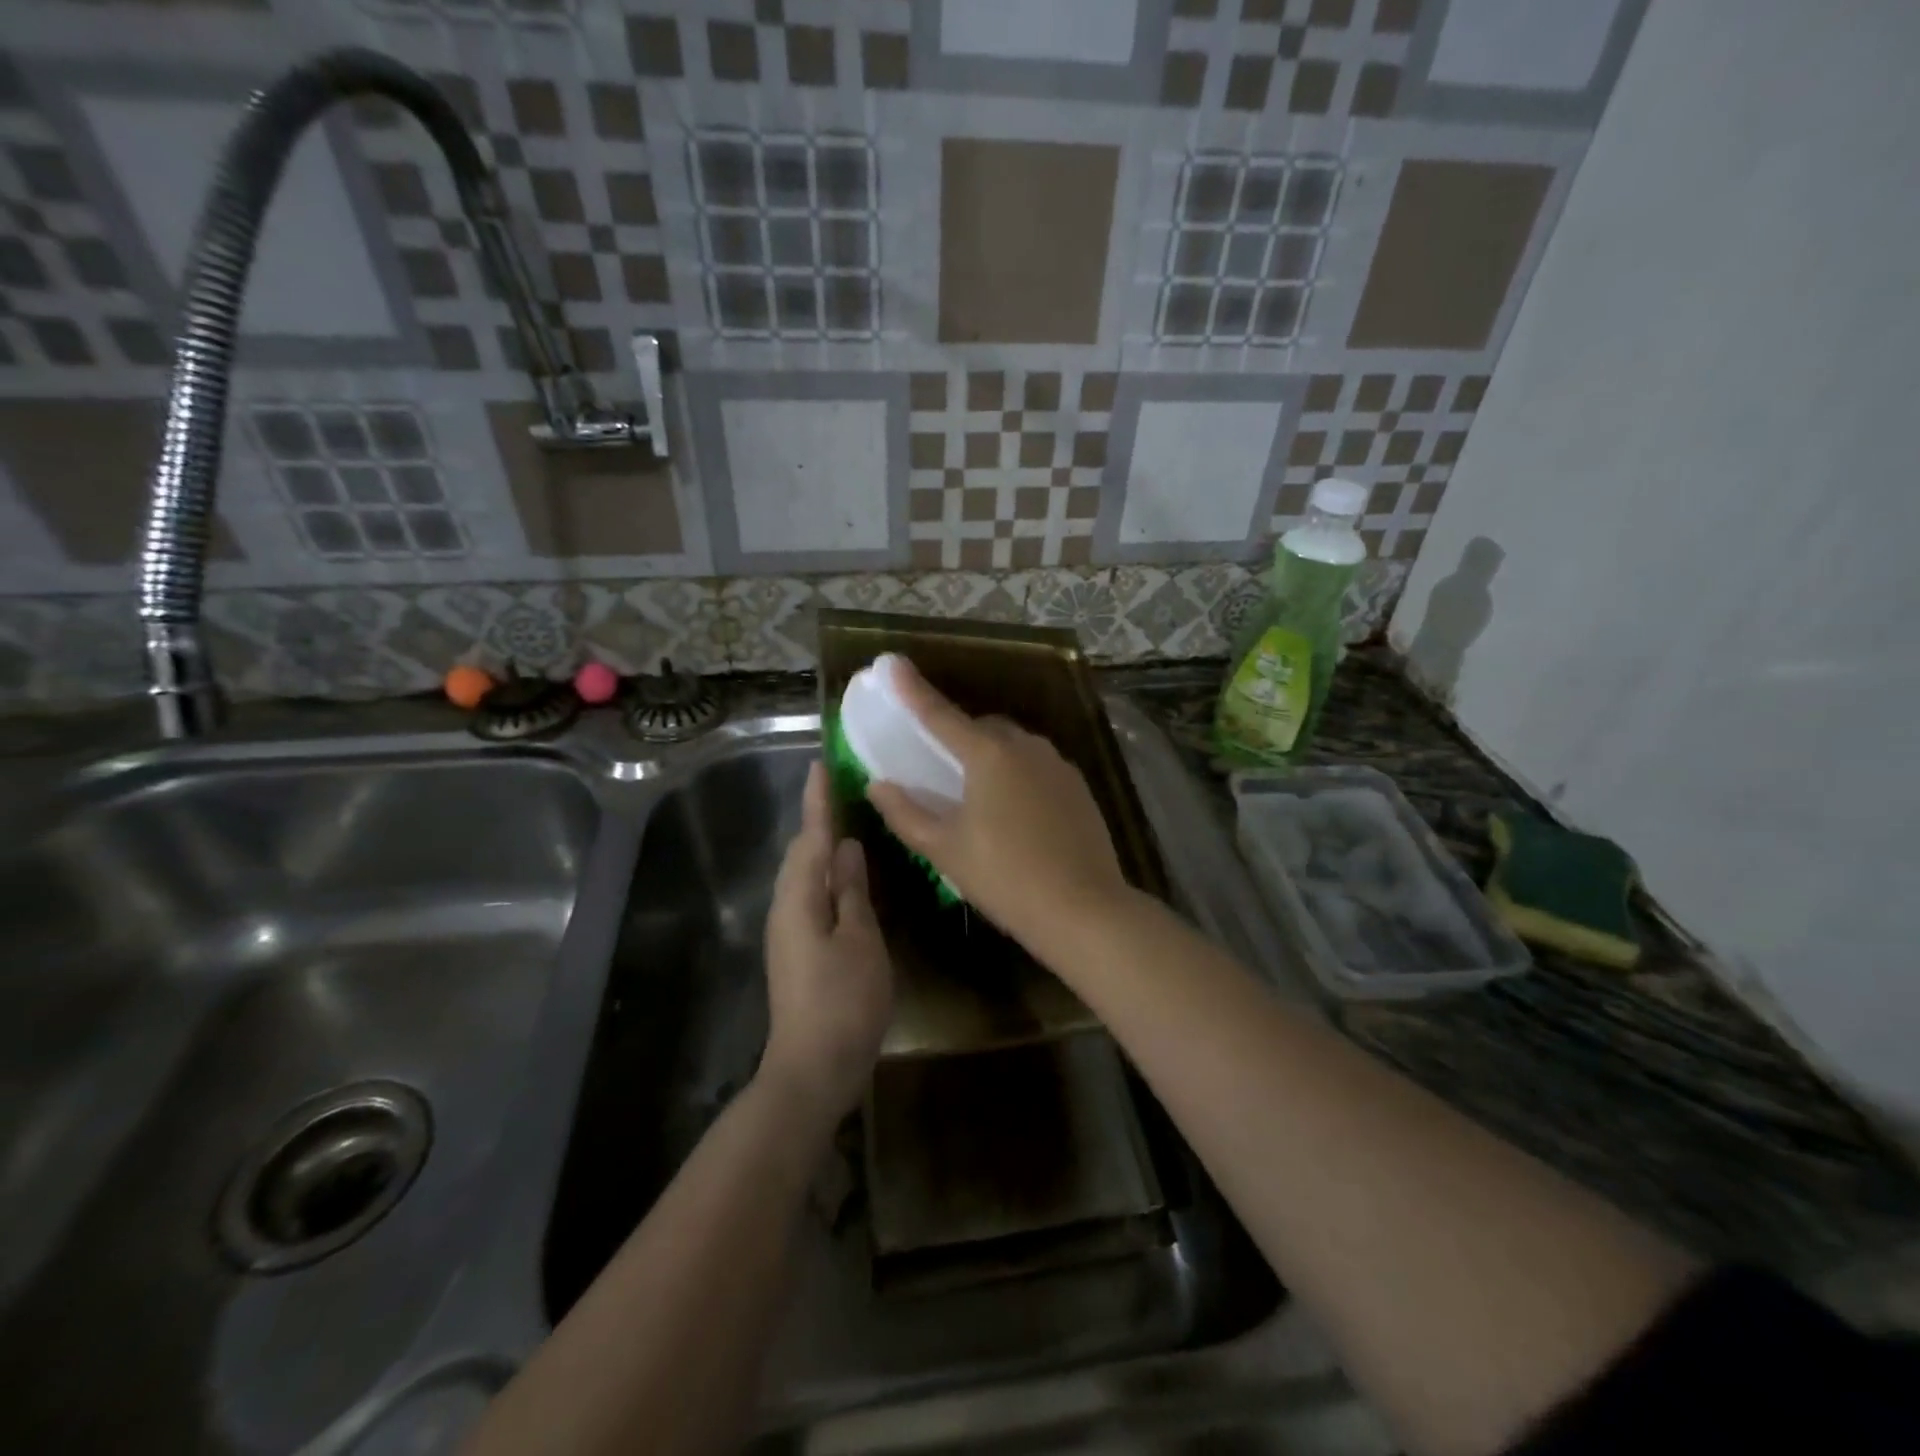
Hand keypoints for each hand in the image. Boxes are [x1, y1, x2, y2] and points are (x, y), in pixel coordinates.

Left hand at [761, 761, 893, 1122]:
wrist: (813, 1068)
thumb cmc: (843, 1001)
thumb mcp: (860, 940)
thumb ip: (851, 891)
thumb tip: (845, 848)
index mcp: (799, 898)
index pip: (810, 837)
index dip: (818, 801)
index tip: (822, 763)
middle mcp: (786, 907)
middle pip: (801, 852)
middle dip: (818, 818)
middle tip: (842, 787)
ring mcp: (789, 931)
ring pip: (804, 874)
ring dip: (821, 845)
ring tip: (847, 820)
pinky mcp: (798, 949)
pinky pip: (810, 895)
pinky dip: (826, 875)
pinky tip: (846, 875)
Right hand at [866, 660, 1131, 952]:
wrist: (1084, 910)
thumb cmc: (1005, 877)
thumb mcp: (945, 850)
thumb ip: (906, 813)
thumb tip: (877, 784)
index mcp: (989, 755)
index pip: (941, 715)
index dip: (913, 690)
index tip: (892, 664)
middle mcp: (1026, 747)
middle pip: (982, 728)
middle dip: (958, 737)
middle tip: (939, 766)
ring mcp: (1058, 765)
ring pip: (1014, 746)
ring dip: (990, 756)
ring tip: (976, 794)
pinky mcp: (1078, 787)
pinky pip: (1037, 766)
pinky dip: (1017, 774)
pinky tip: (1014, 811)